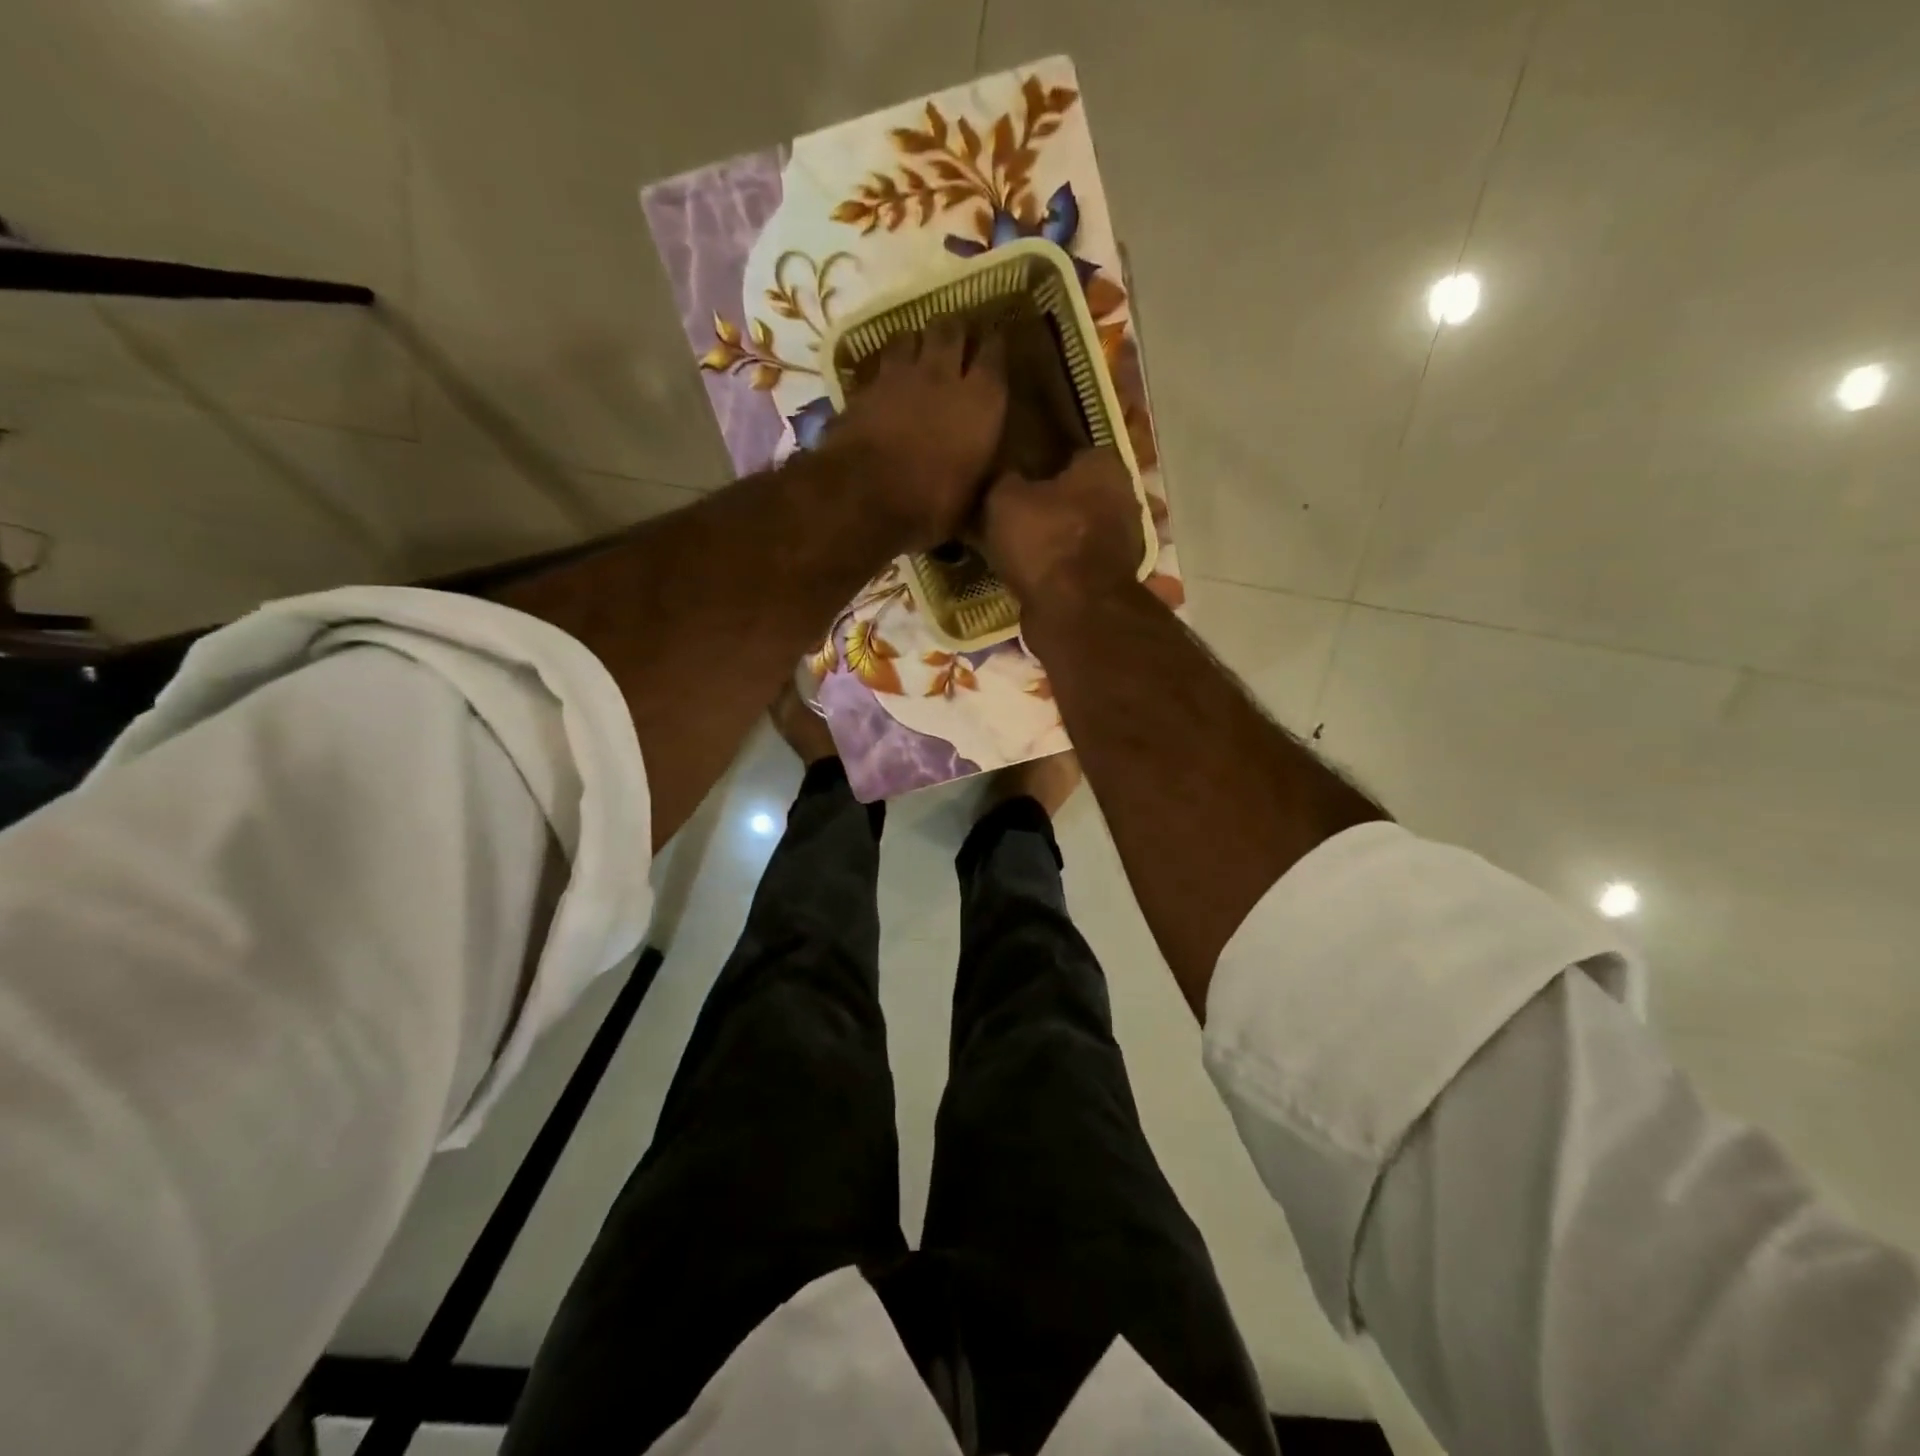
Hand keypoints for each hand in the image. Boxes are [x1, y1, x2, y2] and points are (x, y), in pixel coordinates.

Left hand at [821, 321, 1006, 547]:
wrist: (866, 498)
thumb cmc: (932, 504)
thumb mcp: (973, 497)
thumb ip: (984, 471)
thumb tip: (993, 470)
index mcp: (983, 399)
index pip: (996, 352)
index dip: (995, 346)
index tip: (995, 347)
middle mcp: (944, 374)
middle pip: (951, 329)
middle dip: (954, 332)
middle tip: (955, 343)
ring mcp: (900, 375)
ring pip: (910, 336)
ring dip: (915, 343)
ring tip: (916, 355)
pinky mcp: (864, 386)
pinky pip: (879, 364)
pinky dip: (884, 369)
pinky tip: (884, 381)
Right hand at [982, 446, 1144, 615]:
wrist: (1075, 613)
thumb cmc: (1045, 542)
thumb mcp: (1004, 499)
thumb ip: (1004, 479)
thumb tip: (1003, 477)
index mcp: (1104, 466)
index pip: (1071, 450)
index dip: (1041, 460)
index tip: (1014, 472)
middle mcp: (1123, 498)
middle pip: (1077, 493)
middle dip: (1049, 502)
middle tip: (1010, 510)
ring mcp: (1122, 543)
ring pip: (1077, 531)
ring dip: (1052, 538)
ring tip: (1014, 544)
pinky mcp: (1110, 579)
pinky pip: (1076, 564)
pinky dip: (1057, 568)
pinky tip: (1028, 572)